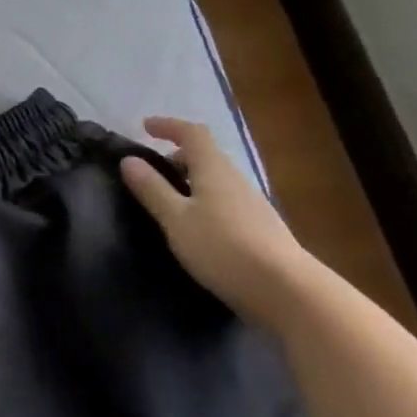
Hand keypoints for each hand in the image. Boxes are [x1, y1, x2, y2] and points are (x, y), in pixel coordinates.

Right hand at [119, 116, 312, 326]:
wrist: (286, 291)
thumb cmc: (223, 247)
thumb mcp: (176, 219)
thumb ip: (152, 189)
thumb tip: (129, 160)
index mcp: (214, 170)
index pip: (192, 133)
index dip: (168, 126)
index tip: (144, 127)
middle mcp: (236, 180)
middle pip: (206, 156)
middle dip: (177, 157)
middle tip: (151, 172)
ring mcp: (252, 205)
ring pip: (216, 181)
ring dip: (191, 181)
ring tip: (168, 201)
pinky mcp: (260, 229)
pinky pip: (225, 202)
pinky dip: (204, 201)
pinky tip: (195, 227)